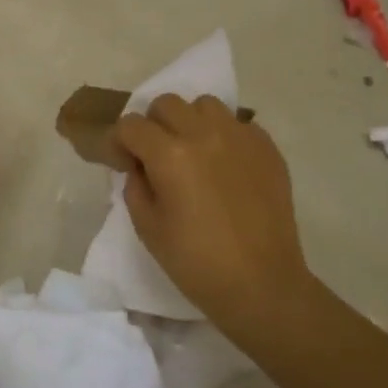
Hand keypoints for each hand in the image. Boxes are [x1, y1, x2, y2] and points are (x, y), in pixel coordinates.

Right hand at [114, 94, 311, 325]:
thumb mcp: (147, 227)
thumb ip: (135, 186)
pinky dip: (224, 136)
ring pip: (205, 105)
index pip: (130, 125)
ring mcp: (240, 137)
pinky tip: (225, 166)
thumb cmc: (196, 262)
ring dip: (190, 122)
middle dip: (153, 125)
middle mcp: (204, 134)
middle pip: (167, 104)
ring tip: (194, 152)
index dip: (120, 141)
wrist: (261, 284)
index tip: (123, 162)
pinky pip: (238, 124)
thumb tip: (138, 166)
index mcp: (169, 154)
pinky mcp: (267, 148)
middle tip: (156, 156)